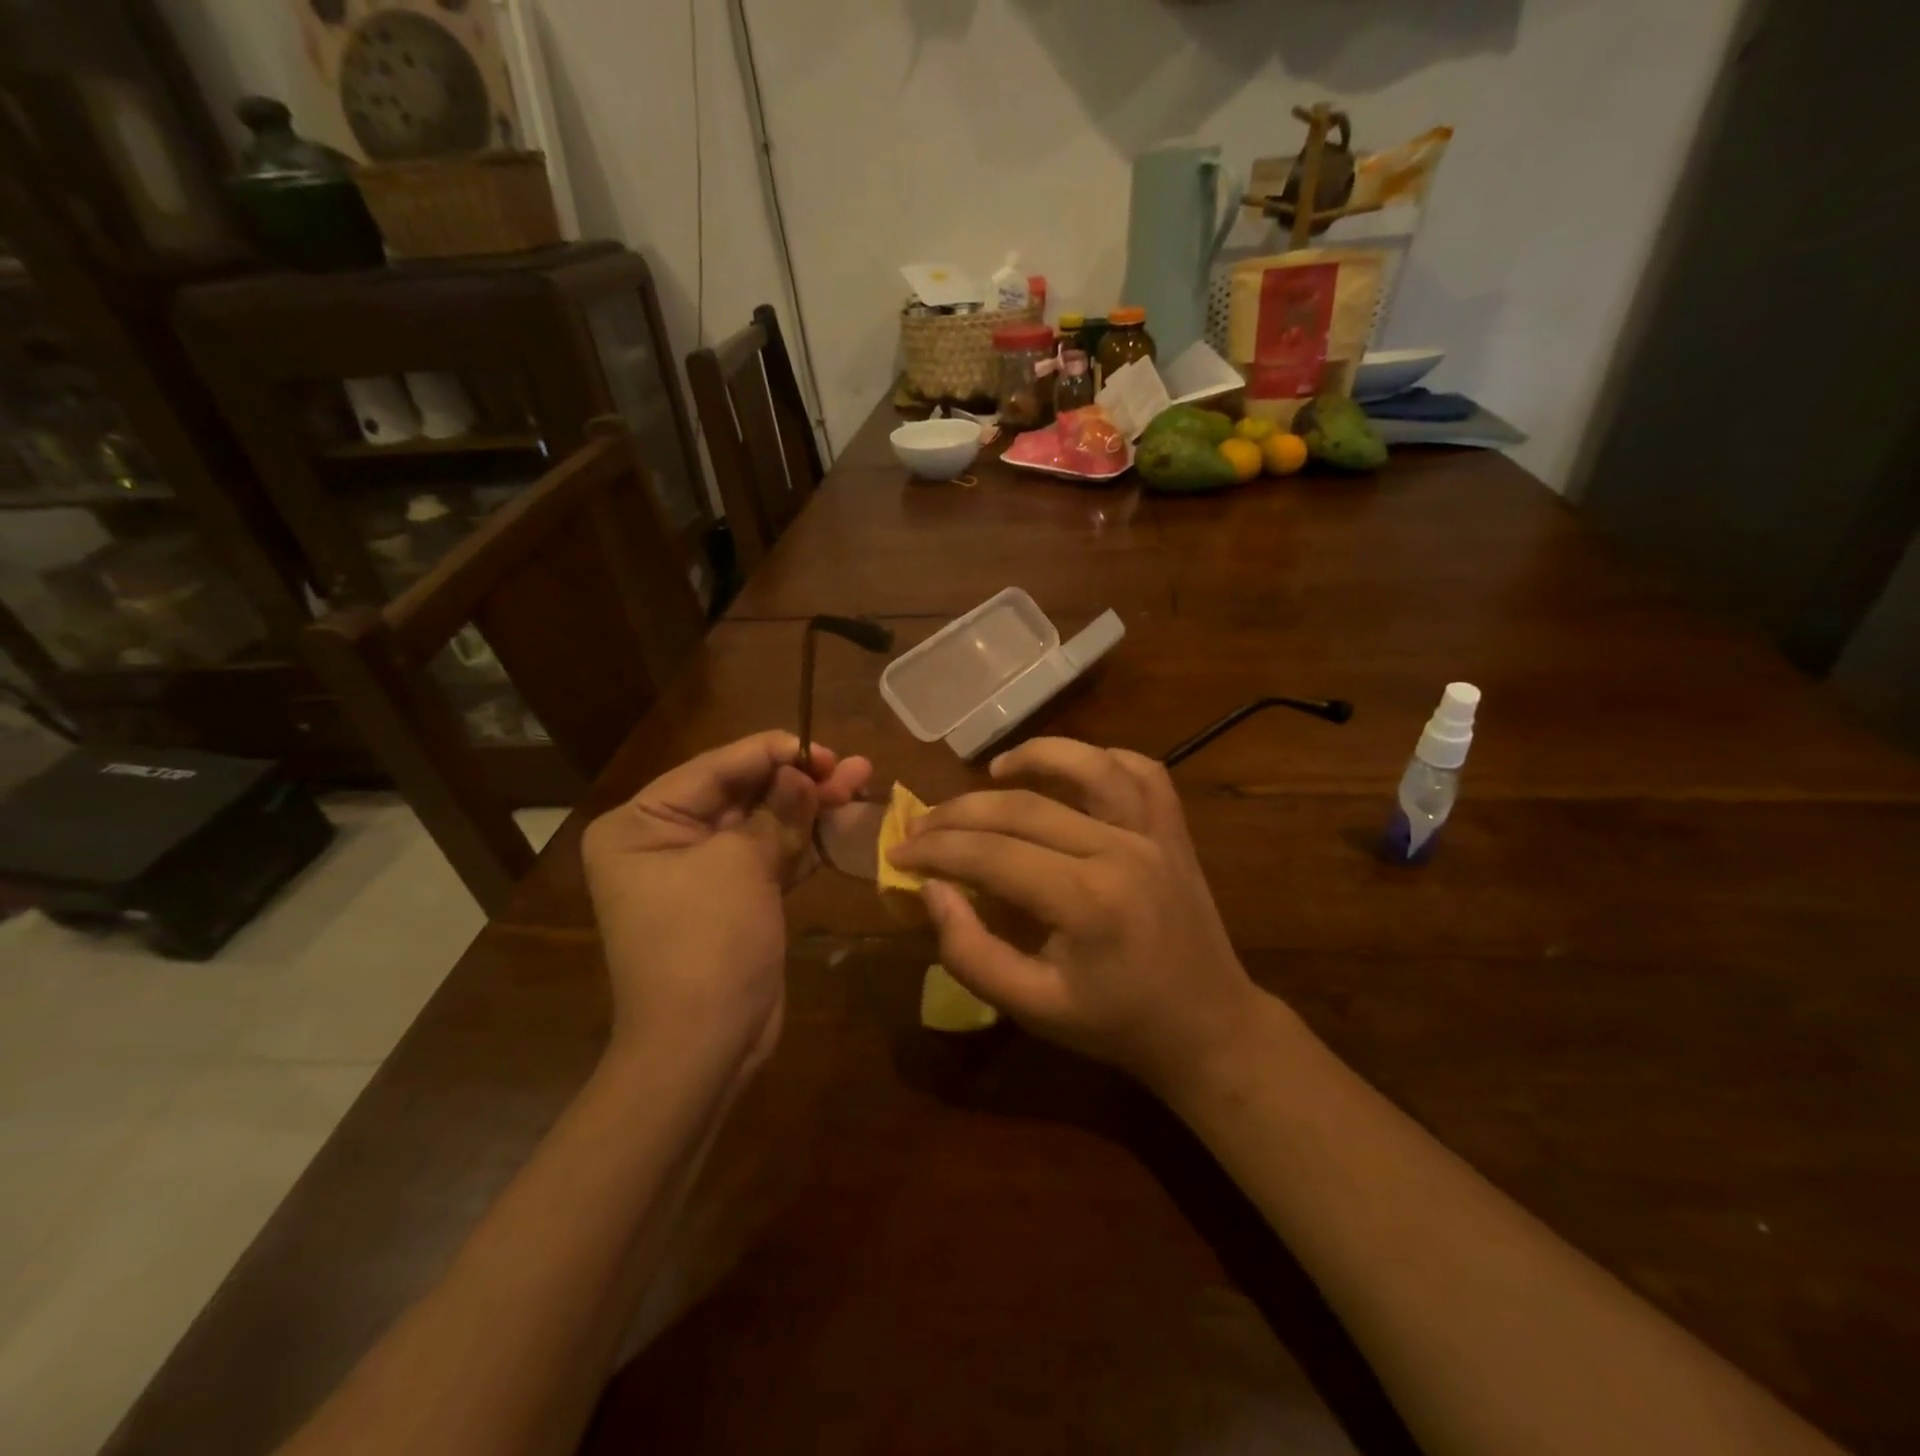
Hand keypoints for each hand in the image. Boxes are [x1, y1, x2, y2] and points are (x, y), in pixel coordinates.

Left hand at [583, 731, 870, 1075]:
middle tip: (853, 766)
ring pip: (764, 825)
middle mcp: (664, 840)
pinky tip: (845, 822)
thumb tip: (803, 772)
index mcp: (641, 823)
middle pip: (743, 794)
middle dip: (799, 781)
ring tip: (861, 782)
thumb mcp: (741, 864)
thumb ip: (777, 810)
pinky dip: (806, 843)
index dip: (773, 752)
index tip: (823, 747)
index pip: (715, 769)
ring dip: (810, 808)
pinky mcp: (734, 899)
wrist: (704, 1046)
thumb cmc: (706, 942)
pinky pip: (772, 858)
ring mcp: (701, 872)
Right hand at [885, 737, 1261, 1092]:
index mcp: (1085, 901)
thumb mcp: (1032, 1007)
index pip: (990, 854)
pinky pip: (1141, 771)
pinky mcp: (1174, 829)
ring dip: (1035, 756)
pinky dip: (1101, 759)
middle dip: (960, 812)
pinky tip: (1070, 772)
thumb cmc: (1115, 1024)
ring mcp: (1154, 832)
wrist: (1207, 1027)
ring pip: (1089, 765)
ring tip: (992, 771)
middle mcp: (1120, 850)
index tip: (898, 852)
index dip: (935, 850)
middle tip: (921, 825)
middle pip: (1024, 808)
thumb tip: (932, 890)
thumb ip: (971, 952)